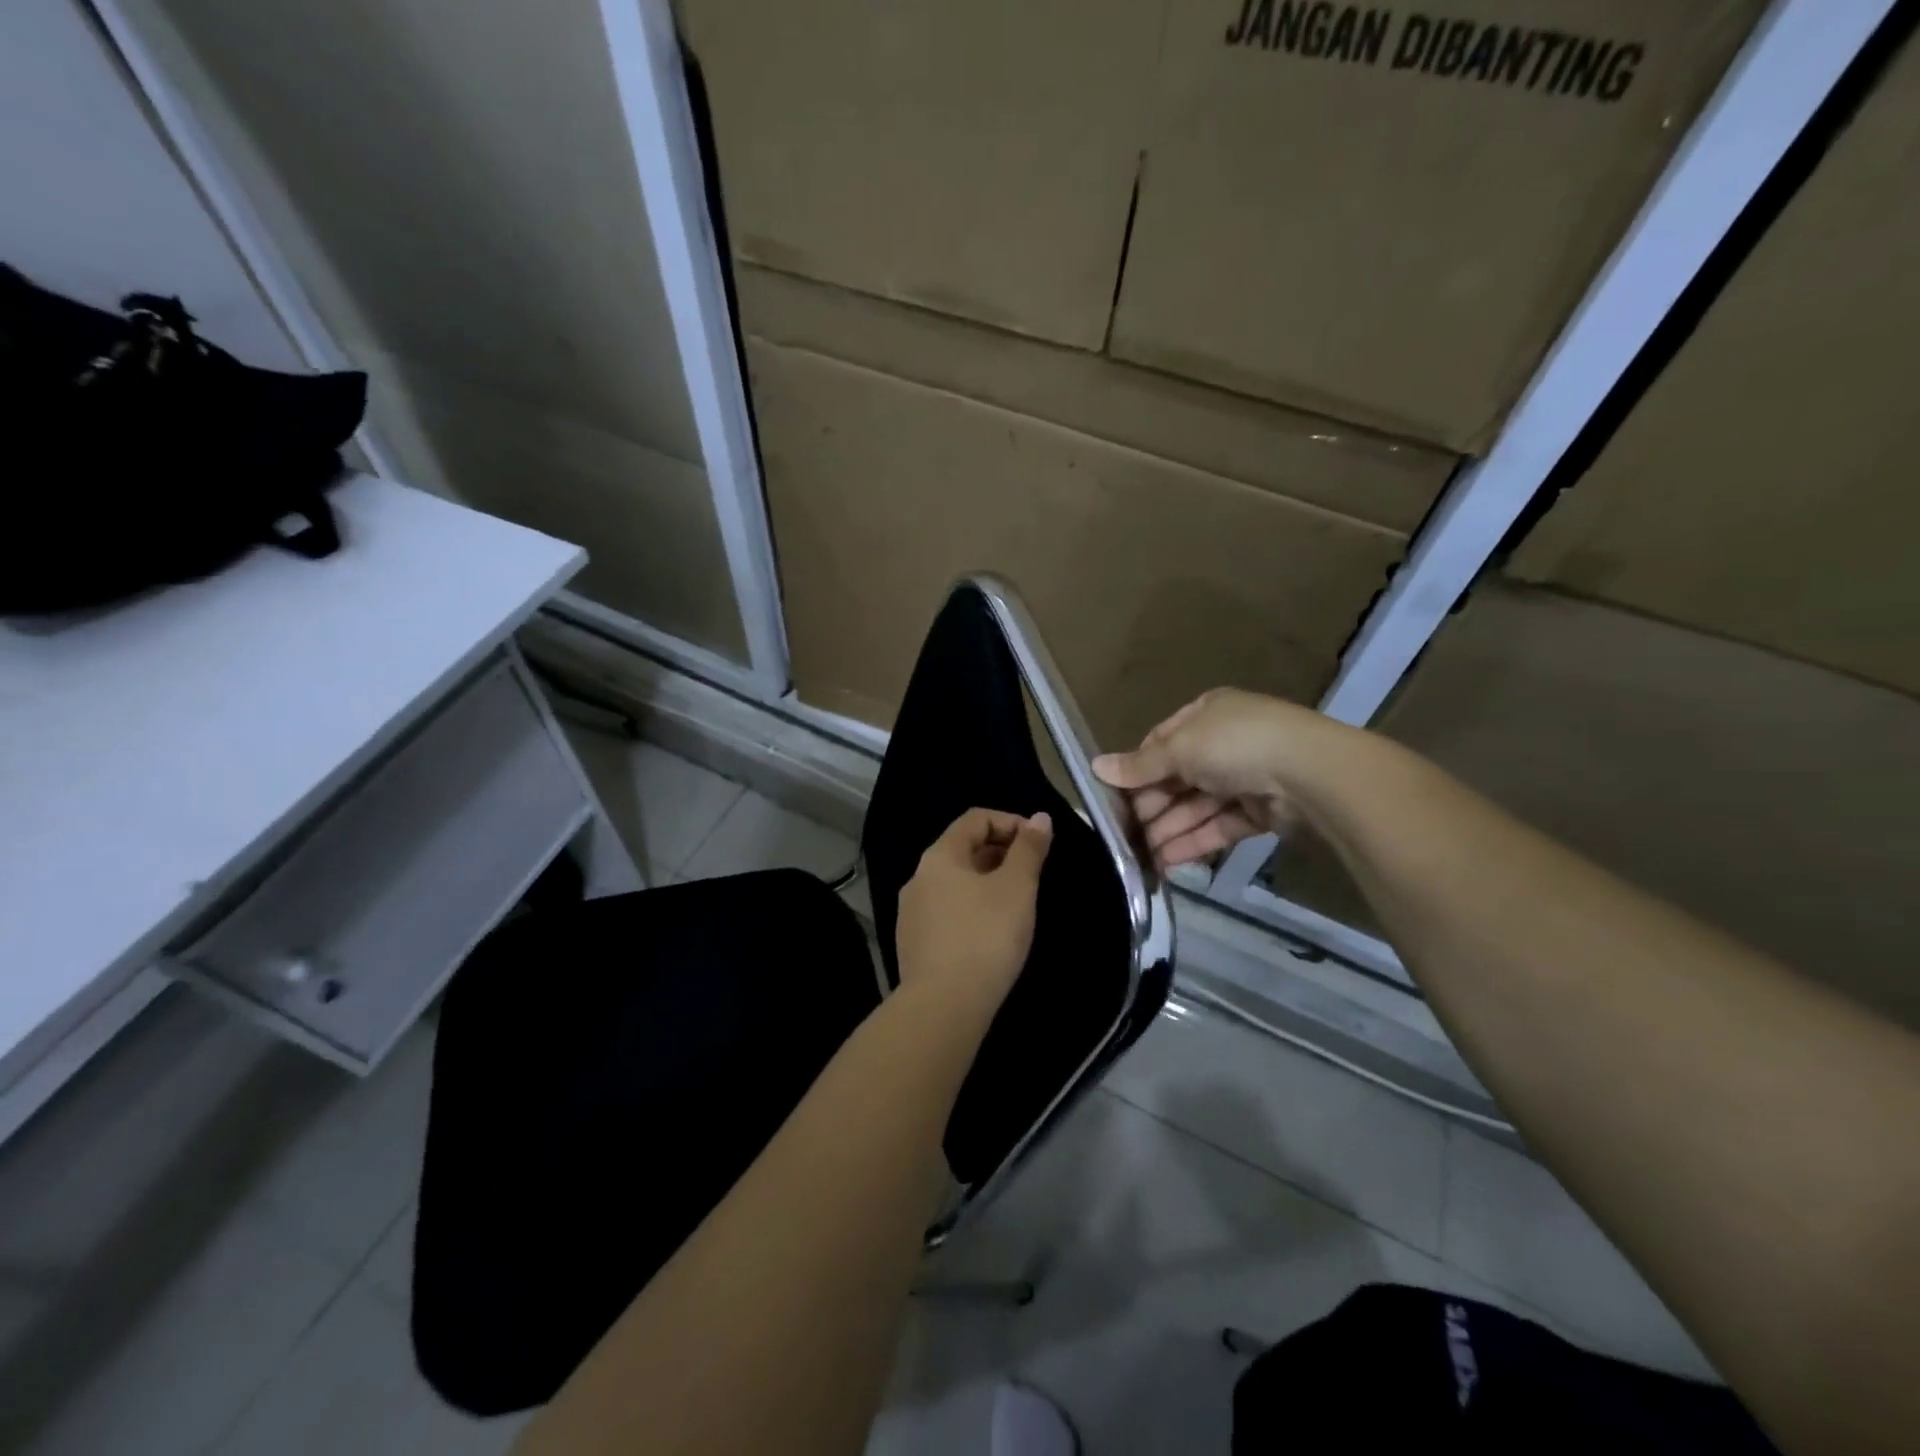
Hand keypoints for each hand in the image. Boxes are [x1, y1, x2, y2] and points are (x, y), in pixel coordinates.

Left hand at [896, 808, 1052, 1013]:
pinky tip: (991, 933)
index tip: (1039, 844)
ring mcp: (911, 912)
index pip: (975, 819)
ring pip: (955, 882)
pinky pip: (947, 911)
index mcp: (939, 856)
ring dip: (987, 882)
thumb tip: (1040, 818)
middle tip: (1032, 874)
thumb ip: (1029, 849)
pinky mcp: (913, 944)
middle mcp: (918, 877)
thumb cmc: (986, 936)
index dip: (1011, 822)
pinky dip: (972, 908)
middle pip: (962, 849)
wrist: (944, 1006)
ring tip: (1016, 904)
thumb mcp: (1017, 888)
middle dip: (1000, 852)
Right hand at [1094, 688, 1335, 868]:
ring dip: (1167, 830)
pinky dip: (1192, 843)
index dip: (1136, 770)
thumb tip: (1096, 767)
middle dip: (1150, 807)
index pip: (1160, 743)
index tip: (1112, 797)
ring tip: (1140, 858)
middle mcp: (1223, 744)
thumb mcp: (1179, 748)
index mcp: (1205, 716)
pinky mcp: (1258, 813)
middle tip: (1123, 835)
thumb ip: (1140, 765)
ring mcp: (1242, 779)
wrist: (1308, 774)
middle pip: (1176, 779)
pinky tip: (1166, 863)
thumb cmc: (1234, 745)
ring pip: (1195, 807)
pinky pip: (1217, 827)